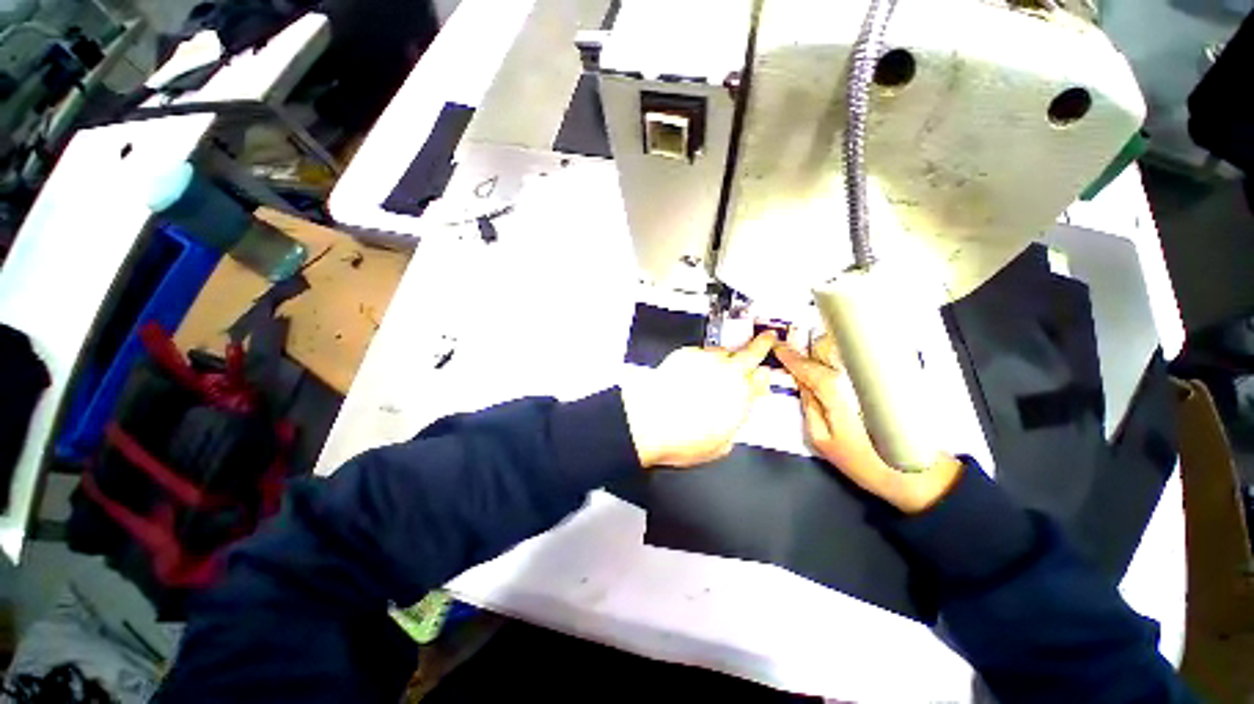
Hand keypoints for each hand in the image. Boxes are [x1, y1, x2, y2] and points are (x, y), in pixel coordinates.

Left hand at [621, 332, 775, 468]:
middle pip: (752, 353)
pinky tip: (694, 370)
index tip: (762, 374)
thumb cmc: (681, 438)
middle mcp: (728, 375)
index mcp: (741, 399)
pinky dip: (701, 357)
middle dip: (762, 345)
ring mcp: (707, 361)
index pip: (763, 380)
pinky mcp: (686, 354)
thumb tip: (730, 424)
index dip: (763, 376)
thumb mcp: (718, 446)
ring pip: (725, 350)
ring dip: (727, 355)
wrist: (649, 422)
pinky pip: (700, 351)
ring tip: (719, 364)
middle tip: (766, 339)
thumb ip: (731, 428)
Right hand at [775, 337, 961, 513]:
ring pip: (845, 349)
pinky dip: (846, 358)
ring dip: (827, 349)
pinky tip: (840, 368)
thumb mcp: (822, 439)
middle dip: (809, 347)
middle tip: (795, 351)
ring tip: (817, 359)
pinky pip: (861, 360)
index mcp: (836, 388)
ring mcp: (876, 374)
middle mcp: (856, 374)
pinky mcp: (893, 379)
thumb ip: (808, 405)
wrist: (919, 475)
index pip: (806, 365)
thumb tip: (801, 383)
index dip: (789, 356)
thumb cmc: (865, 462)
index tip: (778, 347)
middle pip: (826, 346)